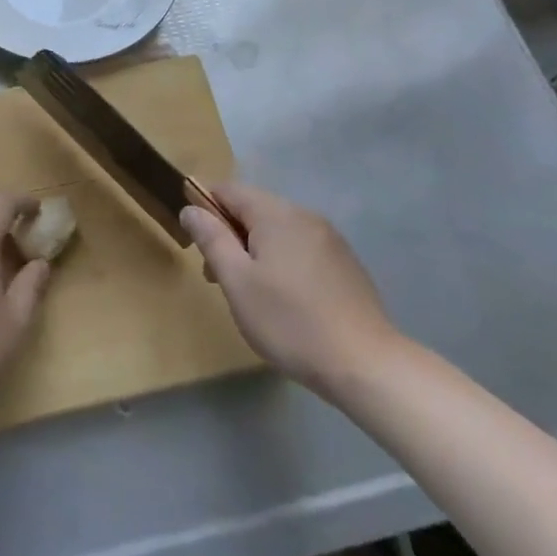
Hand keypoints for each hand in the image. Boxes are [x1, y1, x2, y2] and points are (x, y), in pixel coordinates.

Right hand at [181, 182, 405, 402]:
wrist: (366, 365)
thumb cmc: (290, 321)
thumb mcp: (237, 281)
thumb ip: (211, 239)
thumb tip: (190, 208)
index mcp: (276, 213)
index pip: (228, 190)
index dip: (205, 209)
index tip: (197, 245)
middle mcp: (304, 215)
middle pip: (254, 210)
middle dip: (230, 236)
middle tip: (218, 279)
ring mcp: (330, 239)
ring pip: (278, 232)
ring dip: (256, 251)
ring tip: (251, 295)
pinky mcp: (345, 264)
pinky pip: (301, 249)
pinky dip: (283, 263)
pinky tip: (286, 301)